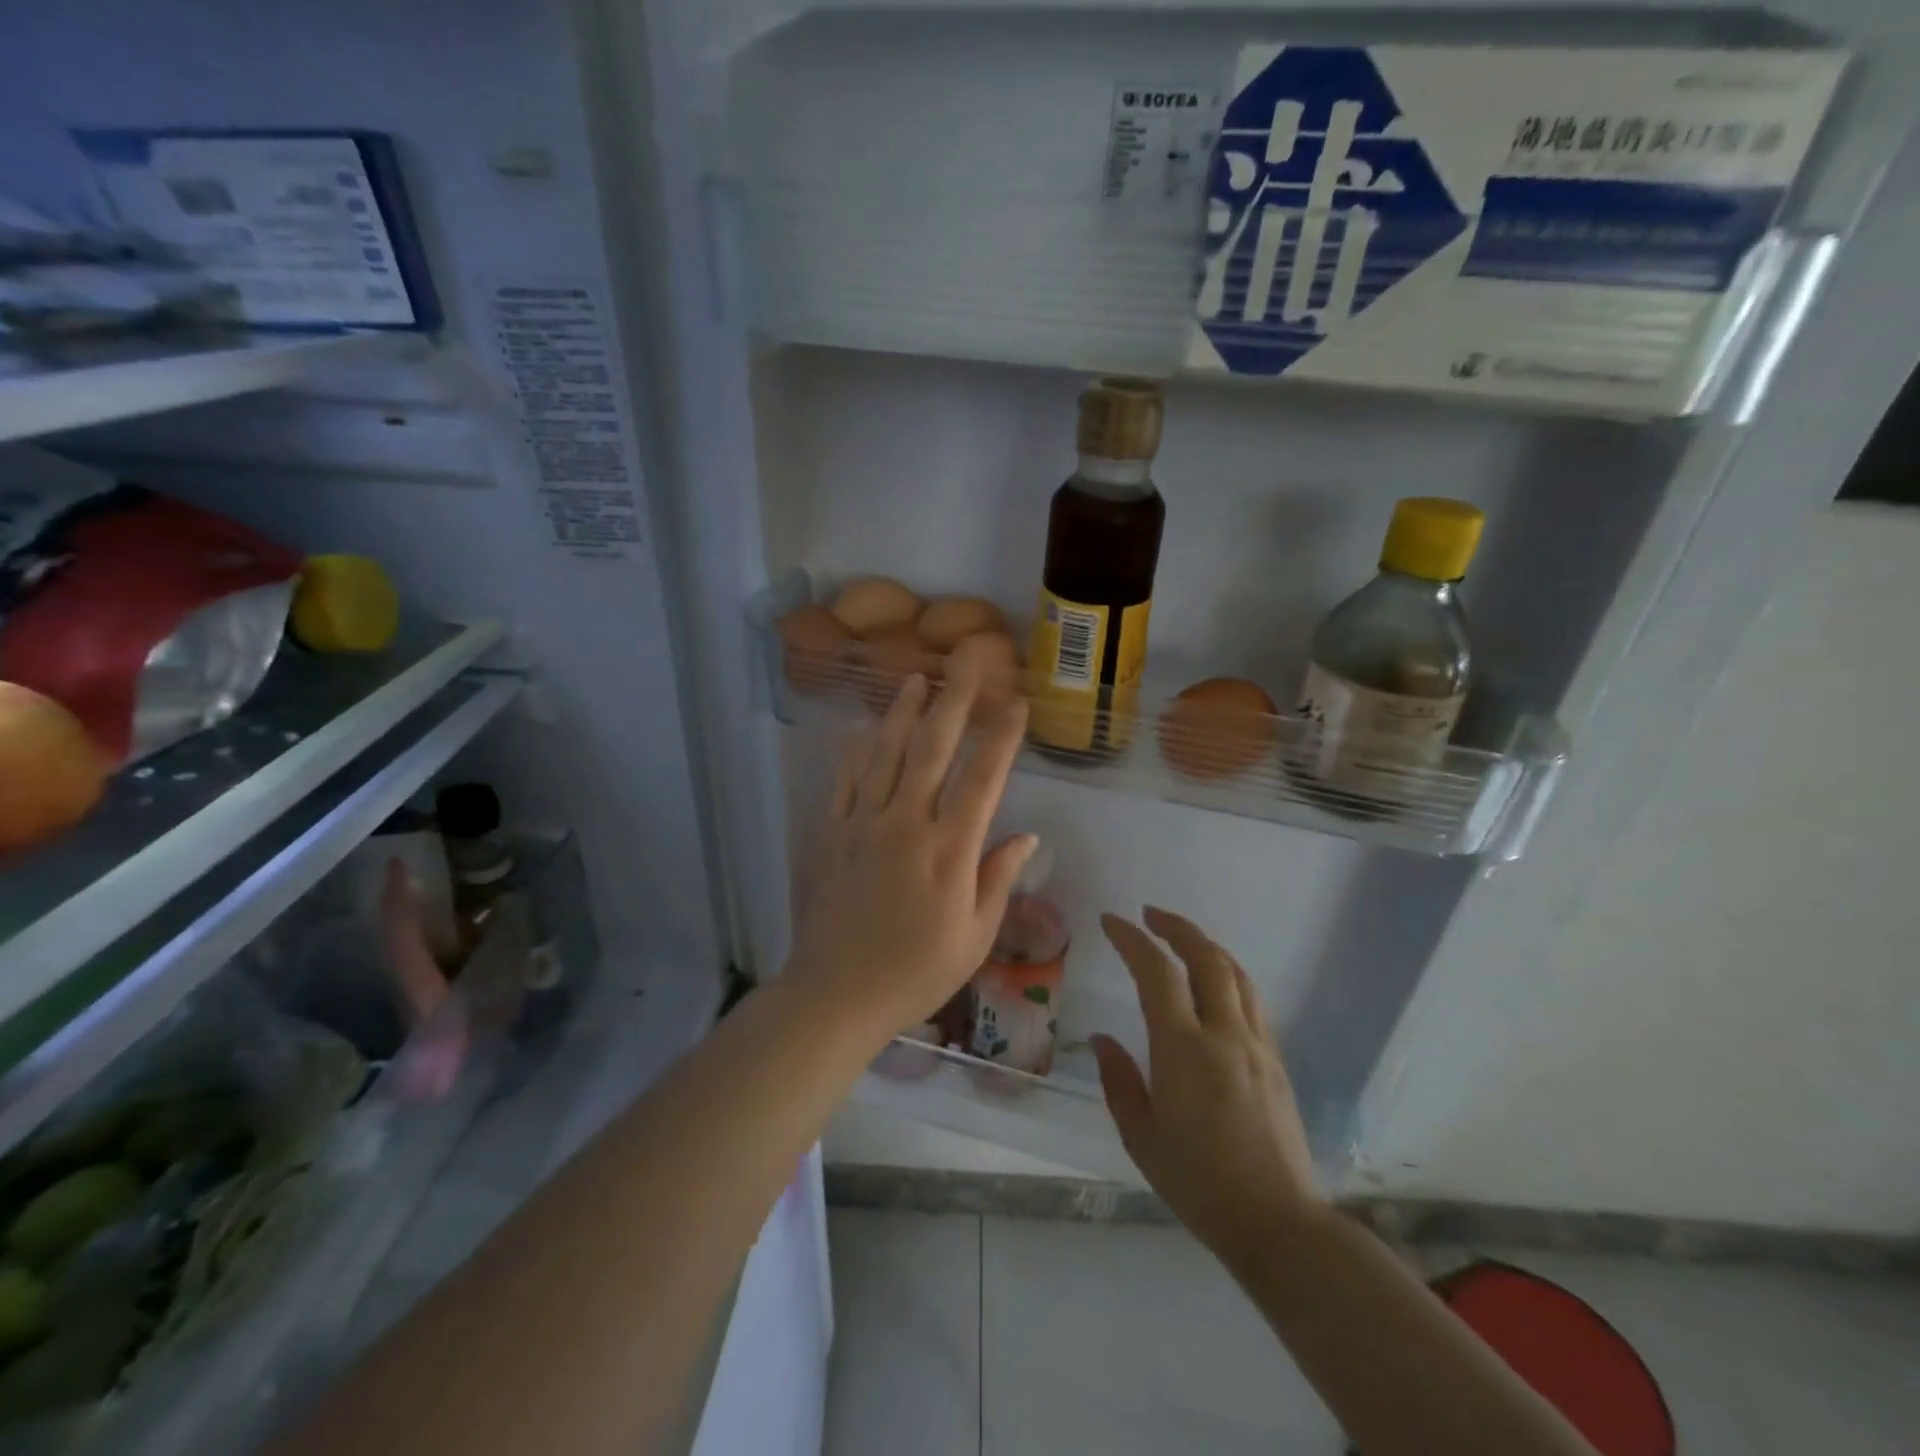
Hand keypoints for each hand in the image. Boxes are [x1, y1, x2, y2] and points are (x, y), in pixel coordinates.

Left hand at [787, 660, 1036, 1038]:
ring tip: (915, 678)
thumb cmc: (916, 973)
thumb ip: (998, 878)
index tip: (1016, 702)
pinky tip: (865, 729)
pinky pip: (845, 780)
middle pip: (933, 749)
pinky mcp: (831, 833)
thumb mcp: (974, 937)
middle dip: (954, 700)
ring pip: (886, 753)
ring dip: (903, 712)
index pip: (983, 779)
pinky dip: (857, 751)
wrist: (836, 994)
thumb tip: (1027, 835)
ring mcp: (863, 824)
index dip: (1002, 736)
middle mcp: (907, 824)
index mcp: (949, 850)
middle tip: (966, 661)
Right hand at [1092, 908, 1321, 1265]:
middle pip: (1207, 958)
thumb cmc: (1199, 1184)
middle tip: (1150, 915)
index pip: (1157, 973)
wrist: (1279, 1224)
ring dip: (1206, 947)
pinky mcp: (1277, 1062)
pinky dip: (1228, 976)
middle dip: (1176, 927)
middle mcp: (1225, 1034)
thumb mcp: (1141, 1137)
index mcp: (1185, 1049)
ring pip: (1236, 974)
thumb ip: (1118, 1080)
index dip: (1132, 939)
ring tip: (1181, 941)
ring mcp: (1258, 1046)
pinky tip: (1214, 988)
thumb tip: (1102, 1040)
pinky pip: (1252, 1001)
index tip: (1111, 921)